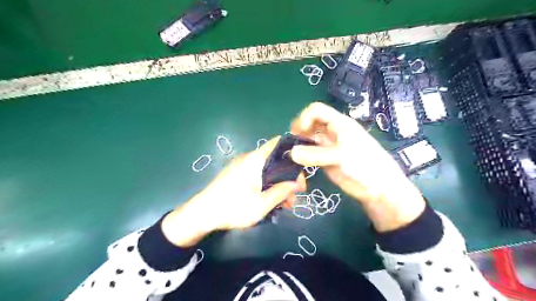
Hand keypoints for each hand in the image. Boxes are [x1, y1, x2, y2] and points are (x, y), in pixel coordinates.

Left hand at [161, 136, 304, 246]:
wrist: (201, 214)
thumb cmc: (232, 208)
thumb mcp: (261, 204)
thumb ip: (281, 192)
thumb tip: (297, 183)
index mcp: (255, 160)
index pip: (278, 143)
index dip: (293, 151)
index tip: (303, 169)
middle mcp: (249, 158)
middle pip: (275, 160)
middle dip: (288, 176)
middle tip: (295, 196)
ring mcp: (242, 166)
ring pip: (268, 170)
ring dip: (279, 183)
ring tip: (285, 204)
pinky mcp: (237, 174)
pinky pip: (258, 174)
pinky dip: (268, 184)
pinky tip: (271, 201)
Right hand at [292, 102, 424, 231]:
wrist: (378, 187)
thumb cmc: (364, 165)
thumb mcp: (340, 157)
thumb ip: (315, 155)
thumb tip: (291, 153)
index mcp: (339, 123)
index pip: (316, 110)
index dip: (304, 118)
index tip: (297, 133)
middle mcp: (332, 131)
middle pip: (311, 122)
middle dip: (299, 130)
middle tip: (292, 143)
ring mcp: (329, 145)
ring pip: (310, 137)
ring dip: (300, 143)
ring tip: (292, 153)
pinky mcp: (326, 159)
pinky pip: (311, 152)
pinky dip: (303, 155)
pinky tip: (299, 161)